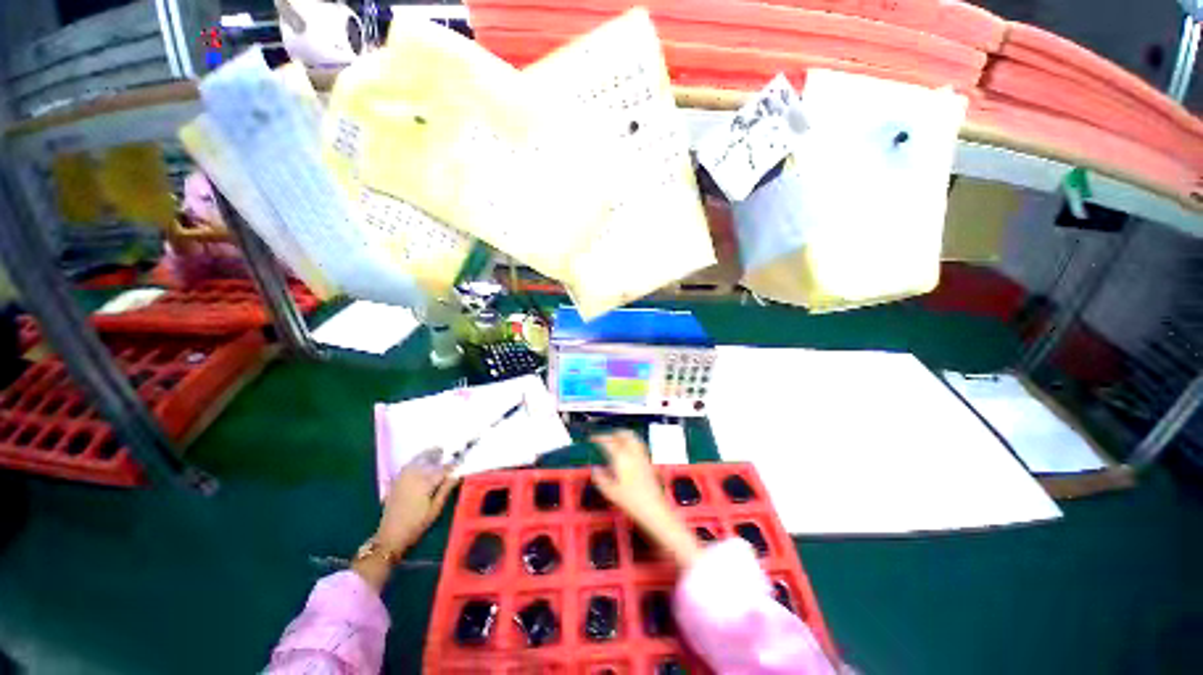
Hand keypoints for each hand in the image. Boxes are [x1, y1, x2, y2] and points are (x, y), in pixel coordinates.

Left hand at [376, 457, 458, 554]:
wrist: (390, 536)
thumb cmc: (416, 524)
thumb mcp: (435, 509)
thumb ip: (446, 489)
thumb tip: (457, 474)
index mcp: (424, 482)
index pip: (442, 469)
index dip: (452, 466)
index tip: (461, 463)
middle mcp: (413, 476)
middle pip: (428, 460)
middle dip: (438, 455)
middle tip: (448, 451)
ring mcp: (402, 478)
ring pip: (417, 460)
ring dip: (427, 455)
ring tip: (436, 451)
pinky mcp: (396, 482)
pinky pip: (407, 466)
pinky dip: (415, 461)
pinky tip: (420, 462)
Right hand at [591, 431, 700, 567]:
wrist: (654, 509)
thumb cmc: (630, 502)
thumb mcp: (611, 492)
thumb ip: (601, 478)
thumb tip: (595, 469)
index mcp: (621, 458)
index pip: (609, 442)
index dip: (599, 438)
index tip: (592, 438)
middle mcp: (632, 453)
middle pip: (623, 435)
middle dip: (612, 433)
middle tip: (604, 437)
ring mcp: (642, 456)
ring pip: (632, 437)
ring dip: (622, 435)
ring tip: (615, 439)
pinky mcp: (648, 461)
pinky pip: (638, 444)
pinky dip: (630, 441)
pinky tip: (627, 449)